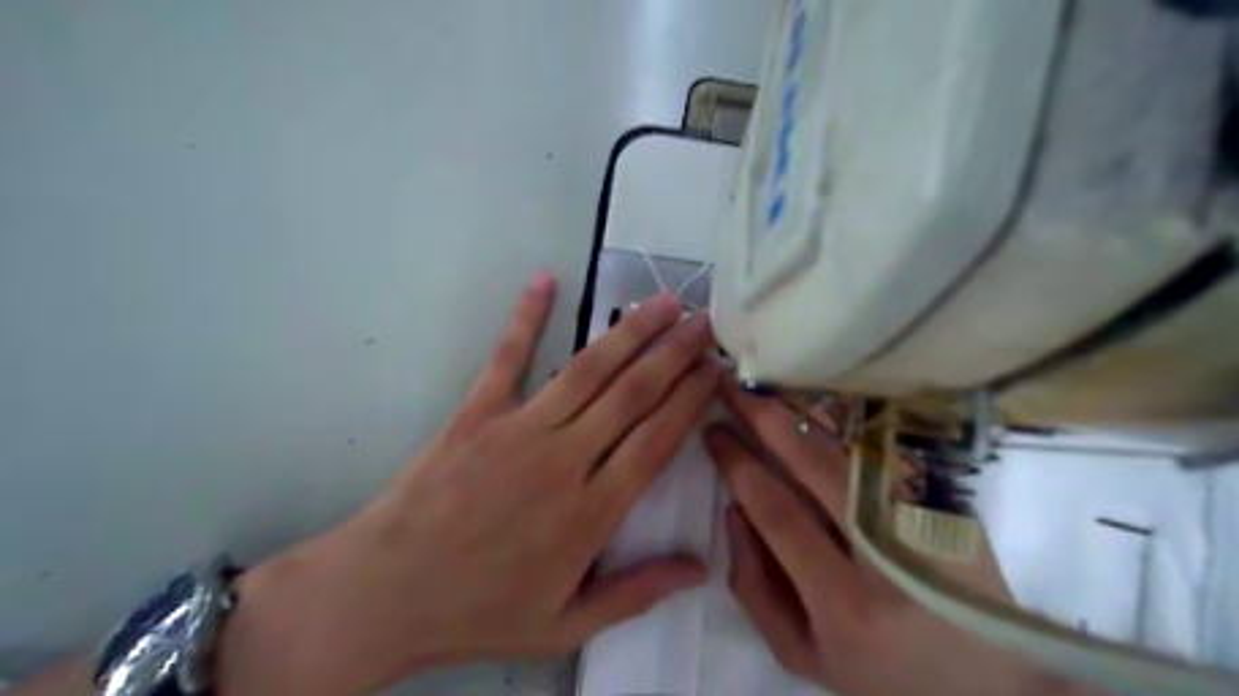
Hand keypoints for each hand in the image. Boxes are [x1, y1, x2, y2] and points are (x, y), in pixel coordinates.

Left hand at [214, 274, 718, 694]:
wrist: (385, 594)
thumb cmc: (480, 612)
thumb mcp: (566, 625)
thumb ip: (636, 592)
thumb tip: (701, 567)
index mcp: (591, 512)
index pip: (657, 441)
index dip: (691, 400)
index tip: (715, 370)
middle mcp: (564, 460)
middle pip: (633, 395)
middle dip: (675, 354)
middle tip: (705, 322)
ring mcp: (518, 430)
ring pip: (588, 371)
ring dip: (630, 333)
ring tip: (663, 302)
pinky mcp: (477, 413)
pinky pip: (507, 358)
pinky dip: (527, 317)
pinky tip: (545, 281)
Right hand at [706, 381, 1091, 695]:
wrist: (989, 682)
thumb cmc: (881, 672)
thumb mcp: (802, 653)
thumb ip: (754, 585)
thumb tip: (733, 510)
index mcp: (845, 601)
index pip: (778, 511)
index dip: (738, 464)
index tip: (712, 432)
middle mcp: (887, 553)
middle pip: (815, 463)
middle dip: (764, 417)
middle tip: (730, 386)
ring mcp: (924, 519)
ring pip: (851, 445)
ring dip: (802, 409)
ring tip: (765, 384)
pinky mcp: (945, 501)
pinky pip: (881, 448)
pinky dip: (842, 420)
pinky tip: (812, 402)